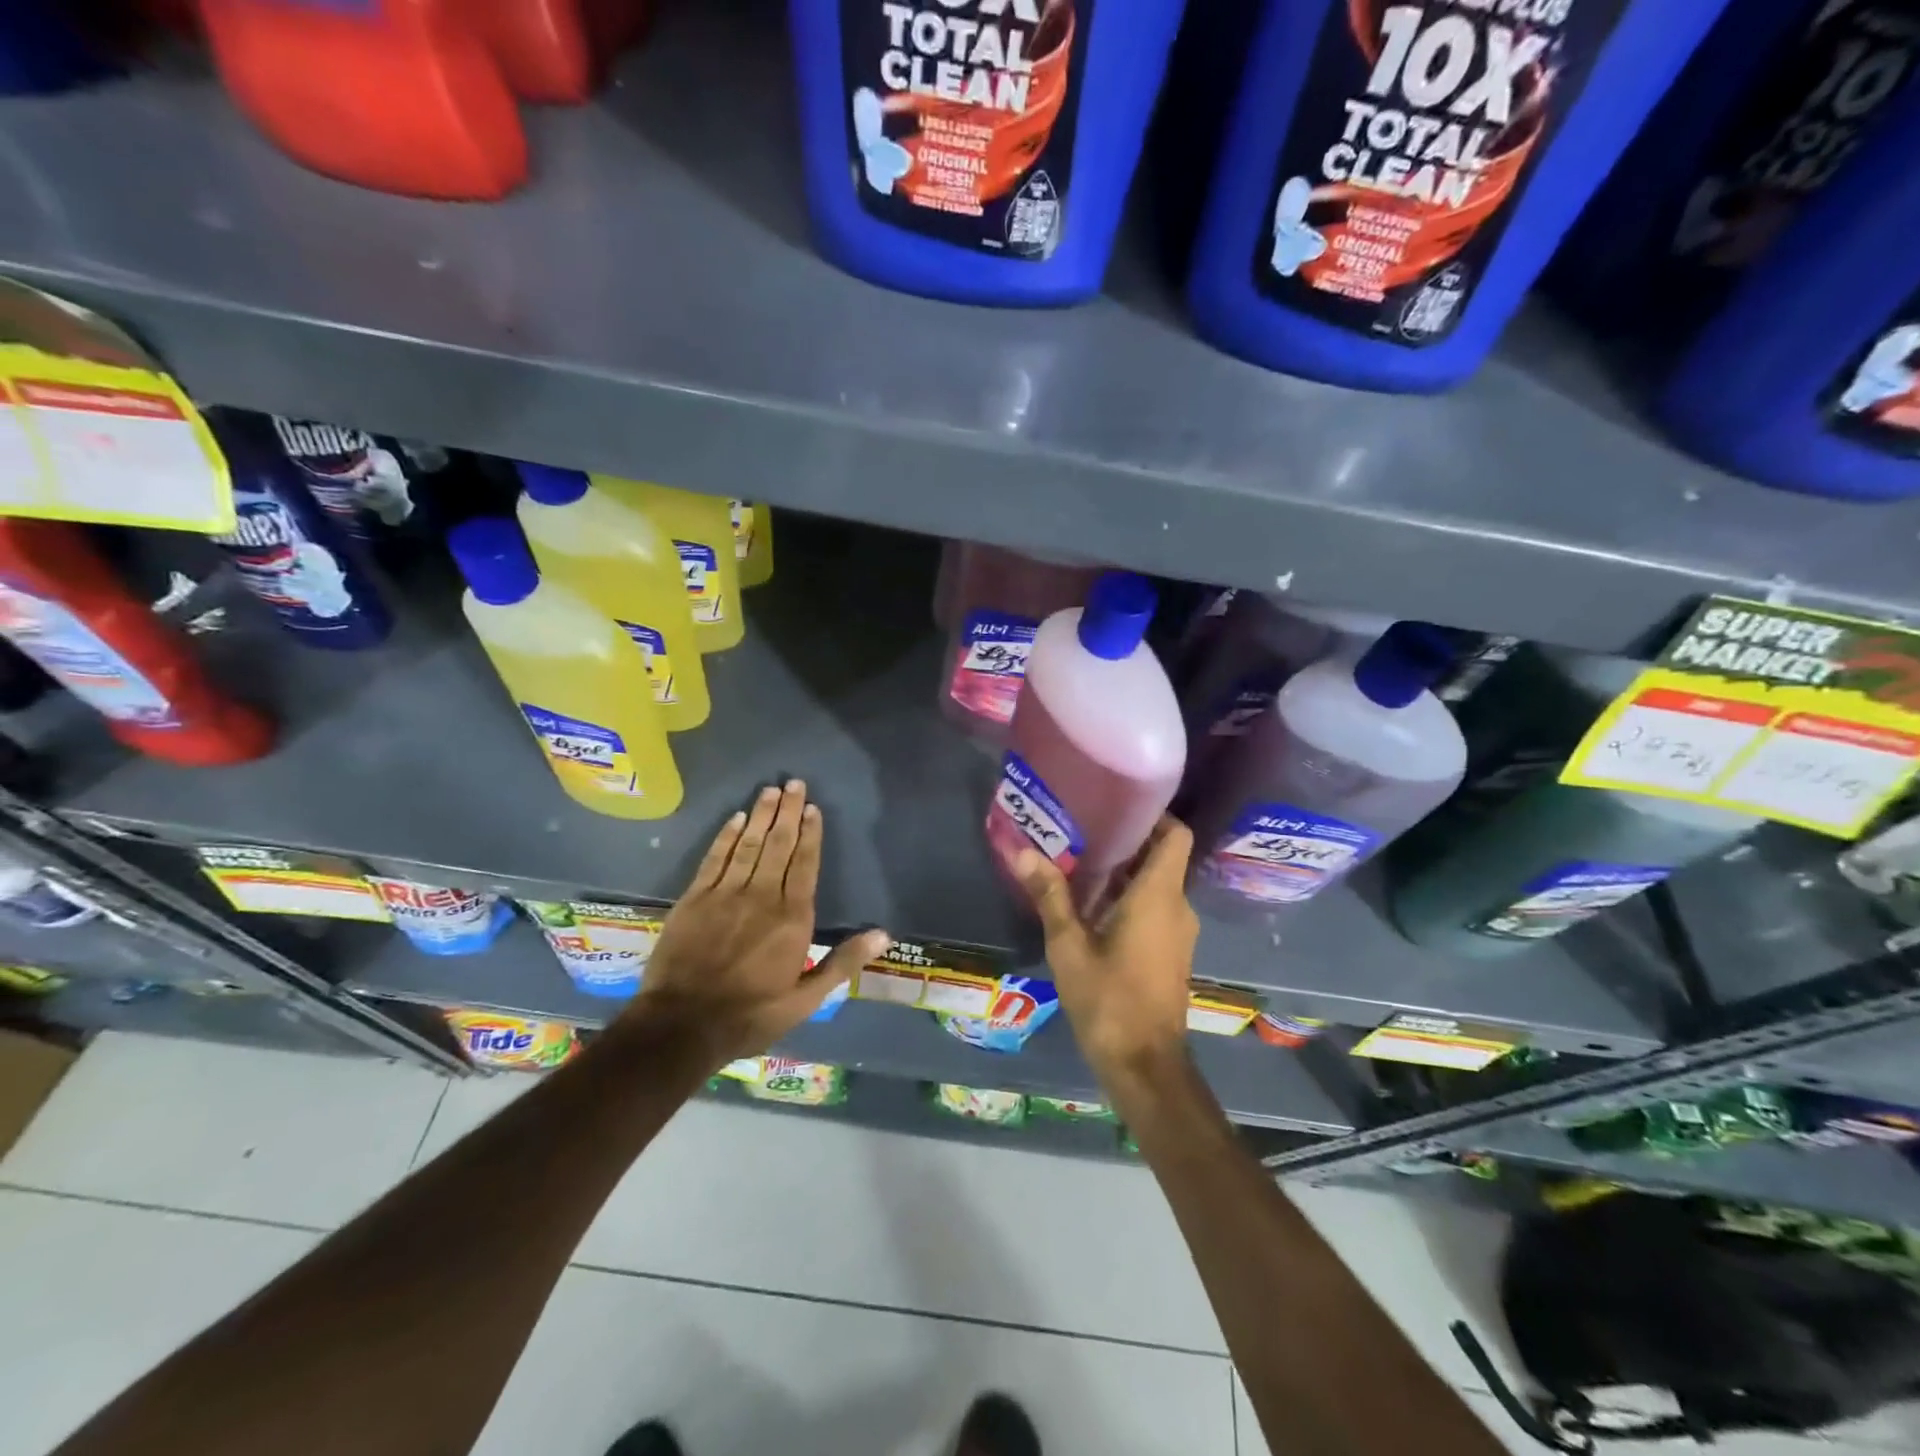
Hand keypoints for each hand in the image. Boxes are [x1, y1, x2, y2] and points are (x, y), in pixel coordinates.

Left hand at [618, 780, 889, 1068]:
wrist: (682, 1026)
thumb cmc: (751, 1015)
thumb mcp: (806, 999)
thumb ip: (843, 962)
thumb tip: (884, 934)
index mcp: (792, 918)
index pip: (805, 864)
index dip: (810, 834)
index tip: (813, 809)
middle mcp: (762, 896)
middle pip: (778, 845)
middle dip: (788, 812)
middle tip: (795, 783)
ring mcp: (725, 894)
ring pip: (748, 844)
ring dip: (761, 815)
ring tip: (771, 790)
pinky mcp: (695, 898)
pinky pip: (715, 858)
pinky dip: (726, 836)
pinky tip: (736, 818)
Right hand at [1013, 816, 1198, 1084]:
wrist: (1145, 1065)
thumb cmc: (1108, 1000)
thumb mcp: (1069, 946)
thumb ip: (1050, 896)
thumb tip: (1023, 852)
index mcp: (1159, 896)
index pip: (1175, 834)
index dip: (1153, 815)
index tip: (1116, 806)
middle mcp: (1177, 906)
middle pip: (1162, 856)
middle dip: (1126, 841)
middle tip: (1082, 829)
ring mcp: (1178, 932)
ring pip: (1157, 883)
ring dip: (1124, 871)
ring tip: (1079, 861)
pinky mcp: (1171, 952)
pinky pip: (1155, 908)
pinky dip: (1129, 897)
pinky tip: (1091, 905)